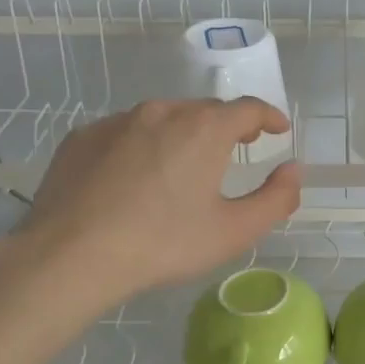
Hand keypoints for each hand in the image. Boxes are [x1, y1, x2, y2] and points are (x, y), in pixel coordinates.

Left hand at [8, 98, 299, 312]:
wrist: (70, 255)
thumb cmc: (162, 244)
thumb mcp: (234, 231)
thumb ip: (276, 199)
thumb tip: (294, 170)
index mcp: (204, 129)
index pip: (248, 108)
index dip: (269, 116)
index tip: (278, 129)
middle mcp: (162, 111)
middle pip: (204, 110)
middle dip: (226, 126)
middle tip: (235, 150)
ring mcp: (117, 121)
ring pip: (162, 118)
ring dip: (181, 134)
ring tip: (182, 166)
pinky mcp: (82, 137)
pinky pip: (125, 133)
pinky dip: (141, 146)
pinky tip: (134, 178)